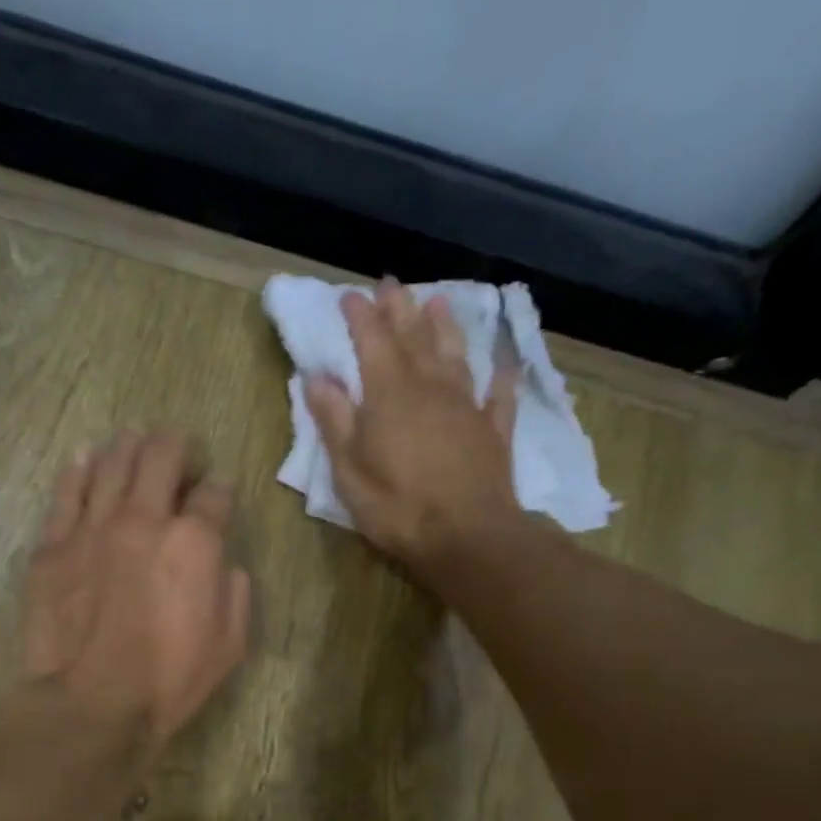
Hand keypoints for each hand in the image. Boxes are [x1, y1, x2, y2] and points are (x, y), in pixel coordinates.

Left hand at [20, 430, 250, 766]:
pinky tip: (84, 459)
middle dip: (175, 446)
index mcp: (195, 542)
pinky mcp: (53, 546)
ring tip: (133, 441)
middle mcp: (144, 519)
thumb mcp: (230, 645)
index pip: (214, 493)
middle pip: (160, 456)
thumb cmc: (169, 682)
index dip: (219, 488)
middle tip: (177, 451)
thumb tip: (223, 562)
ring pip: (111, 463)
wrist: (92, 705)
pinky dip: (78, 470)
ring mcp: (92, 528)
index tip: (216, 494)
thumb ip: (234, 591)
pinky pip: (65, 493)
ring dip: (128, 446)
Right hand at [305, 280, 523, 570]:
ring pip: (455, 354)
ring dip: (445, 326)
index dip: (359, 316)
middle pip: (414, 338)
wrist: (466, 537)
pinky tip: (503, 360)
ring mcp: (467, 406)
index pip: (371, 342)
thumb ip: (334, 421)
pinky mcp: (494, 430)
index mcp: (389, 395)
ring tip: (438, 300)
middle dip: (399, 308)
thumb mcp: (349, 470)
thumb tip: (317, 378)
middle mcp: (430, 387)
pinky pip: (499, 393)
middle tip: (390, 284)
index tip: (349, 295)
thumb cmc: (397, 507)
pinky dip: (501, 373)